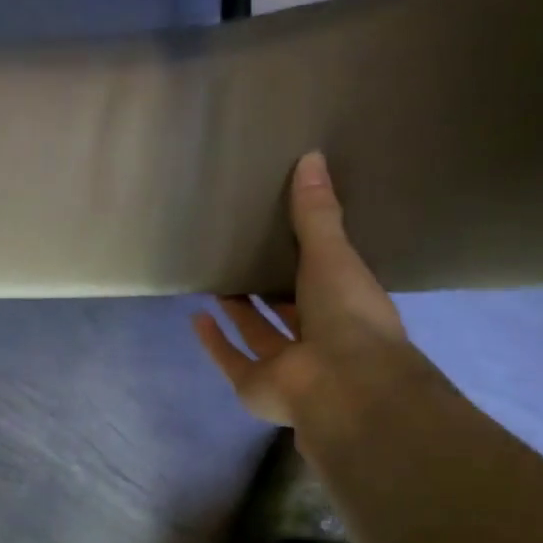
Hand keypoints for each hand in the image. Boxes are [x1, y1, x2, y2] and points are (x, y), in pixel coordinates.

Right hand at [194, 151, 409, 425]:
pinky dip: (214, 341)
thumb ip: (316, 213)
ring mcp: (285, 366)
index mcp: (347, 308)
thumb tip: (311, 156)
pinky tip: (196, 316)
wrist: (339, 382)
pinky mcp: (254, 385)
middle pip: (288, 310)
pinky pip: (231, 359)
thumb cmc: (346, 315)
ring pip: (258, 333)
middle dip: (268, 287)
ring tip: (219, 280)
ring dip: (239, 311)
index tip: (285, 233)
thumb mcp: (333, 254)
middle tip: (245, 255)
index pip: (326, 280)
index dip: (308, 259)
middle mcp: (318, 339)